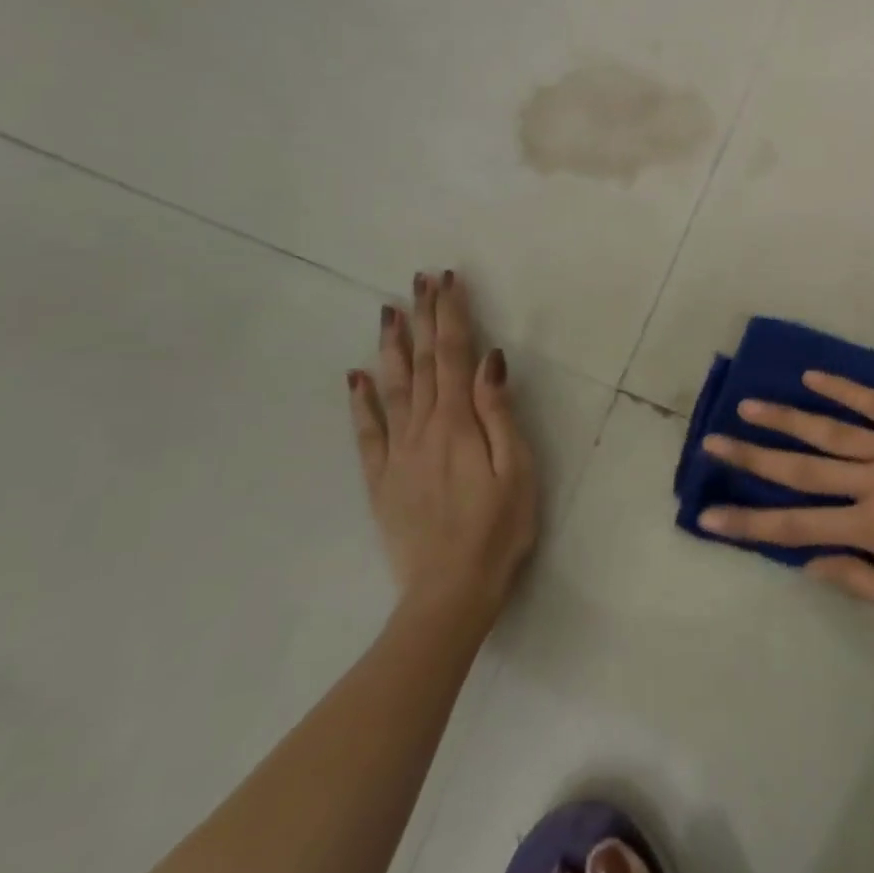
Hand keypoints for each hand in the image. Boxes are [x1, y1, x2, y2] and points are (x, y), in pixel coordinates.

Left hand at [348, 271, 537, 624]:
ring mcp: (397, 454)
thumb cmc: (499, 530)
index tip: (448, 280)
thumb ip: (499, 414)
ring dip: (390, 347)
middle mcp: (422, 428)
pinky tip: (355, 377)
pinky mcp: (382, 480)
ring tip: (388, 312)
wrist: (450, 592)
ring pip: (392, 388)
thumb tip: (489, 360)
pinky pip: (367, 432)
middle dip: (423, 318)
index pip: (453, 355)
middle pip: (422, 363)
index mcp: (458, 423)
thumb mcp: (518, 471)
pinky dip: (360, 401)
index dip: (451, 315)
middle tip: (419, 279)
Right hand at [698, 372, 873, 621]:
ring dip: (786, 418)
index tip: (708, 515)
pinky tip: (813, 377)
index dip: (748, 523)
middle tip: (712, 443)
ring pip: (830, 428)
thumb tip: (811, 564)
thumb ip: (864, 582)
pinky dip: (842, 390)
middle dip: (751, 457)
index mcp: (873, 527)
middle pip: (800, 467)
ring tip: (748, 406)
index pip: (795, 526)